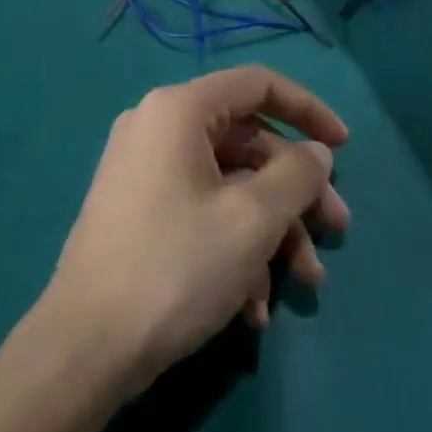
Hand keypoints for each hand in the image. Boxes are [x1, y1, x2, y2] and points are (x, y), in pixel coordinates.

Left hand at [38, 67, 350, 396]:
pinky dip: (235, 249)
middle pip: (247, 143)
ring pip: (229, 186)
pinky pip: (201, 213)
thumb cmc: (177, 266)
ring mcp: (145, 173)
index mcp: (178, 110)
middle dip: (296, 192)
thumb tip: (316, 152)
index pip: (257, 85)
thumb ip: (296, 175)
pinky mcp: (140, 214)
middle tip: (336, 231)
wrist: (86, 347)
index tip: (345, 147)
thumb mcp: (252, 219)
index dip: (308, 109)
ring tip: (302, 285)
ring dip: (272, 231)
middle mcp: (157, 129)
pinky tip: (253, 308)